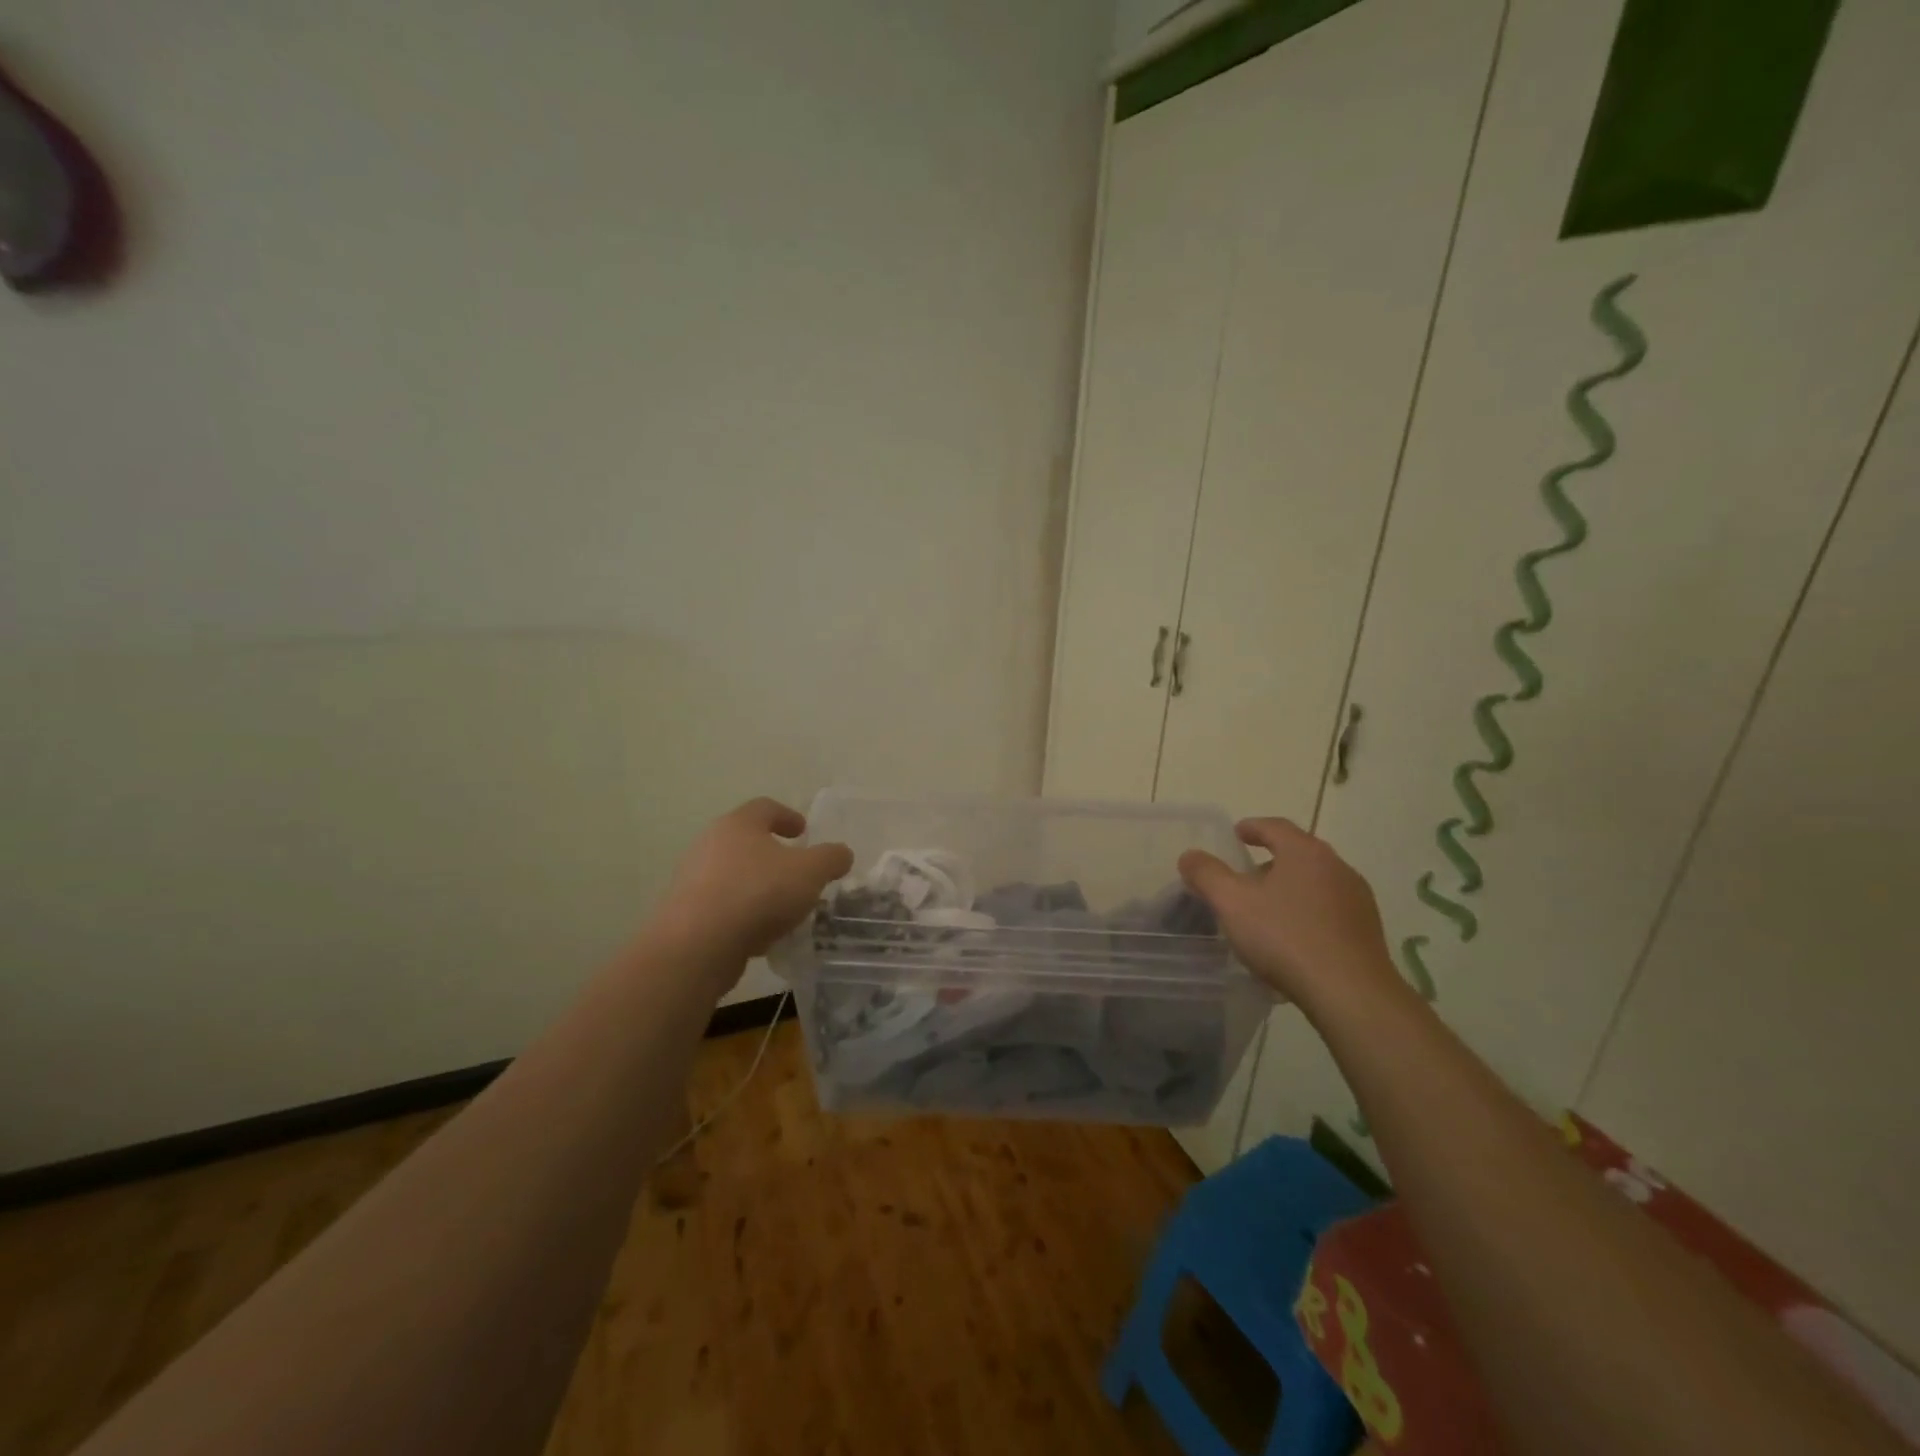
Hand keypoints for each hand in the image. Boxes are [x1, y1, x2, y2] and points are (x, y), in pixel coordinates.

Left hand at [650, 798, 853, 972]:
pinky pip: (722, 906)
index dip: (787, 816)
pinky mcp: (685, 913)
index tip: (803, 831)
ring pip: (733, 876)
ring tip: (783, 908)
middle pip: (746, 841)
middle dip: (773, 855)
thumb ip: (831, 858)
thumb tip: (841, 853)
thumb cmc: (758, 893)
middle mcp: (710, 844)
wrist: (697, 946)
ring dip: (758, 887)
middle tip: (797, 872)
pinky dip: (742, 914)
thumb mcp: (810, 872)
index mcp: (739, 824)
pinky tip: (760, 935)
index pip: (765, 808)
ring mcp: (693, 879)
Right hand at [1178, 817, 1400, 1012]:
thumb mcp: (1232, 903)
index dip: (1252, 827)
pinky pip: (1330, 911)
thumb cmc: (1286, 938)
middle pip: (1298, 854)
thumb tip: (1190, 856)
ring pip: (1316, 883)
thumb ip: (1207, 874)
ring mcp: (1358, 900)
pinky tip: (1293, 939)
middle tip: (1245, 877)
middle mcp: (1337, 867)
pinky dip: (1308, 914)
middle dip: (1270, 862)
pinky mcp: (1367, 931)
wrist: (1350, 994)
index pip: (1275, 827)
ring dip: (1290, 889)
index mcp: (1305, 853)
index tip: (1236, 834)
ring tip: (1267, 911)